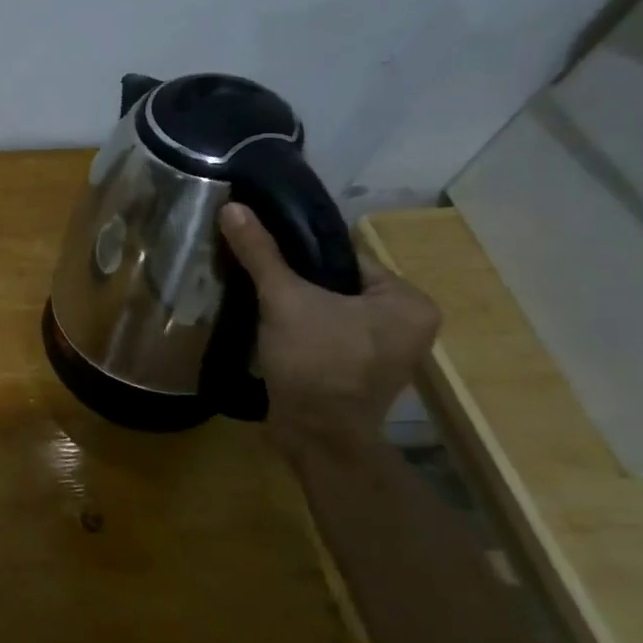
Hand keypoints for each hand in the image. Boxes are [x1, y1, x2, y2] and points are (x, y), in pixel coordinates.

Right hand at [219, 203, 439, 453]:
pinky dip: (303, 330)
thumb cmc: (315, 362)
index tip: (265, 256)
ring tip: (260, 302)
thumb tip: (232, 206)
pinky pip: (329, 335)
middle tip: (259, 280)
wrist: (315, 436)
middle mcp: (409, 325)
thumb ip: (261, 253)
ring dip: (297, 307)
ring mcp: (387, 353)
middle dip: (298, 283)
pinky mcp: (361, 373)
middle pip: (337, 285)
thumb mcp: (284, 299)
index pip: (346, 258)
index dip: (302, 256)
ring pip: (330, 311)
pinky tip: (273, 329)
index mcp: (408, 301)